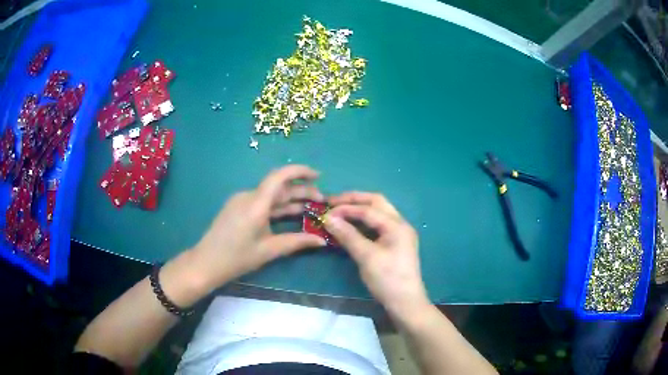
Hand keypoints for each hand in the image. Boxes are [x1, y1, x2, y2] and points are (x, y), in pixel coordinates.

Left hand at [191, 165, 326, 289]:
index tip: (318, 176)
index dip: (300, 171)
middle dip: (301, 191)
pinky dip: (278, 206)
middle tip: (321, 201)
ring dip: (290, 200)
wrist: (206, 263)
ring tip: (311, 207)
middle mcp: (249, 196)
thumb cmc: (237, 258)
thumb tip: (321, 240)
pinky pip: (262, 202)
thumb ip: (296, 242)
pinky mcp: (238, 208)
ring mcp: (241, 201)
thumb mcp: (269, 250)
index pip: (280, 176)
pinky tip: (290, 214)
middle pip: (278, 187)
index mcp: (256, 203)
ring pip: (271, 195)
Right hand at [324, 192, 429, 317]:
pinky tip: (350, 227)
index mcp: (397, 225)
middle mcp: (400, 224)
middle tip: (333, 202)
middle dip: (354, 200)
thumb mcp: (366, 257)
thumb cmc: (387, 279)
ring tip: (339, 212)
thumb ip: (348, 235)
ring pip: (377, 213)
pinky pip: (377, 226)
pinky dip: (363, 224)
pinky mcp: (394, 244)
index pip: (368, 209)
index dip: (346, 208)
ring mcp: (398, 234)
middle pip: (376, 203)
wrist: (405, 303)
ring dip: (359, 210)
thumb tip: (328, 218)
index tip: (326, 211)